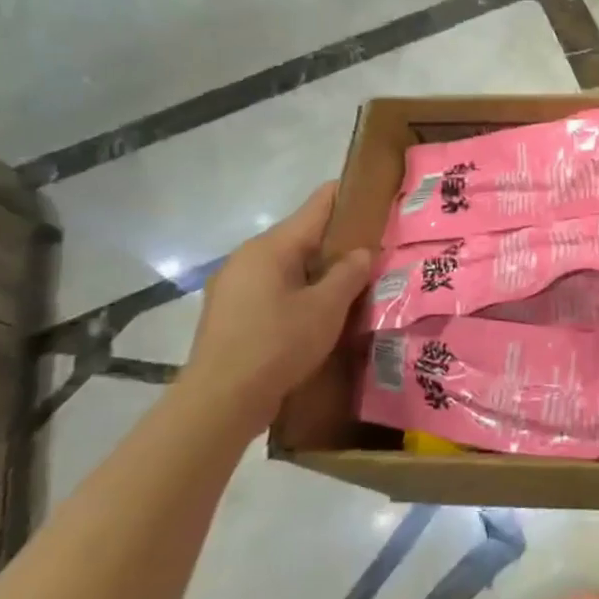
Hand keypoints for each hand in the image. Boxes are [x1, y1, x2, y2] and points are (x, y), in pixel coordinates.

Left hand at [183, 183, 372, 428]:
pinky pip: (274, 288)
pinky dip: (299, 291)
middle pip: (302, 235)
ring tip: (353, 285)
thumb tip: (361, 251)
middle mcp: (248, 257)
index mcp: (271, 247)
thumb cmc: (278, 344)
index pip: (318, 205)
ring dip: (319, 271)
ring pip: (288, 265)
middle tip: (375, 252)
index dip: (349, 197)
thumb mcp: (327, 307)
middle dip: (338, 241)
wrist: (221, 401)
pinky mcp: (231, 311)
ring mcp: (234, 284)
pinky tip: (319, 312)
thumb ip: (349, 273)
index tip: (378, 199)